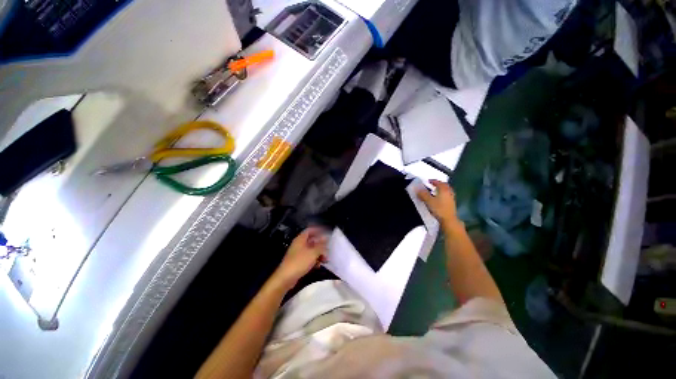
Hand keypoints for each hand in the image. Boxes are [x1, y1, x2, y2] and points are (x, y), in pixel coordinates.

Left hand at [273, 227, 327, 289]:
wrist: (286, 278)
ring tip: (325, 259)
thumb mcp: (313, 253)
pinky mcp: (298, 262)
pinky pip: (308, 258)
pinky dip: (314, 260)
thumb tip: (326, 238)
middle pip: (311, 241)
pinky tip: (319, 265)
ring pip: (311, 250)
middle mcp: (299, 244)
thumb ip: (321, 245)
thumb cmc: (300, 262)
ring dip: (319, 253)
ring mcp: (298, 254)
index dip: (318, 230)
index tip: (326, 232)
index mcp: (301, 239)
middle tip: (328, 248)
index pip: (310, 230)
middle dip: (321, 245)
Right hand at [417, 180, 460, 229]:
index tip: (428, 181)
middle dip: (438, 184)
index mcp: (443, 189)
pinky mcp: (452, 203)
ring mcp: (451, 197)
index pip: (438, 182)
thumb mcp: (428, 201)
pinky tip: (438, 198)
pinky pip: (447, 195)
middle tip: (432, 184)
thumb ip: (423, 194)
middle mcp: (449, 192)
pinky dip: (443, 194)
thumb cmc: (438, 208)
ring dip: (441, 189)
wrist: (449, 219)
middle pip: (444, 185)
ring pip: (446, 190)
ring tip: (435, 191)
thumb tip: (417, 189)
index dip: (433, 181)